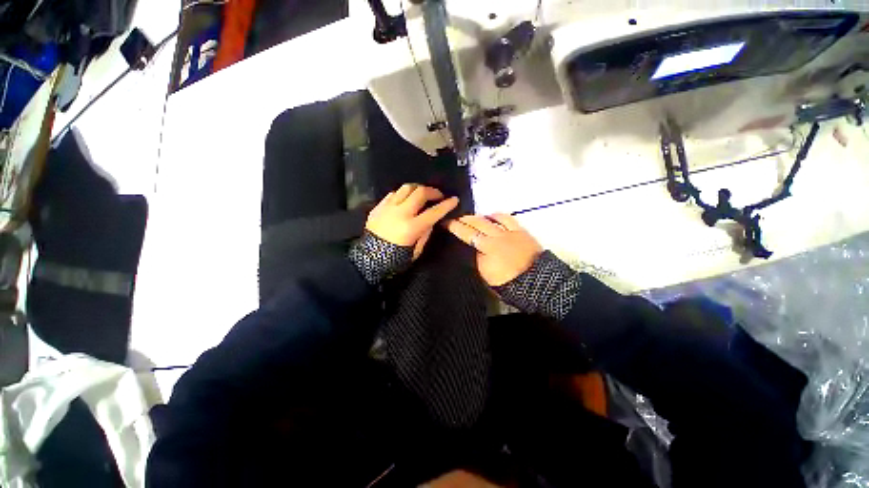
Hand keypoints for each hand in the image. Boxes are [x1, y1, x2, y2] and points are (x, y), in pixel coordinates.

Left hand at [366, 184, 458, 259]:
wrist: (369, 258)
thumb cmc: (395, 259)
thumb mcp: (416, 251)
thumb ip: (426, 233)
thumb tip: (432, 220)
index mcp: (412, 227)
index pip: (434, 212)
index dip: (446, 205)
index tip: (454, 199)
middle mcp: (400, 213)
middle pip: (420, 192)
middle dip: (433, 191)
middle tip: (438, 196)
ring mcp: (388, 208)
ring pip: (406, 188)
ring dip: (417, 189)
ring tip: (422, 194)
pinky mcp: (378, 207)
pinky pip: (393, 194)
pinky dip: (403, 194)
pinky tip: (405, 200)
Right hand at [445, 213, 542, 285]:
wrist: (536, 281)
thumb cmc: (509, 282)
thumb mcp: (486, 276)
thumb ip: (477, 260)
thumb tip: (471, 249)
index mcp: (486, 248)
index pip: (467, 234)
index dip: (455, 227)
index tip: (445, 223)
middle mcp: (495, 236)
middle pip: (476, 224)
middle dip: (463, 220)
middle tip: (454, 219)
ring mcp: (508, 232)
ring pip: (489, 219)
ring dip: (477, 217)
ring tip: (470, 218)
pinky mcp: (519, 231)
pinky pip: (506, 218)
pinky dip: (496, 216)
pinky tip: (490, 216)